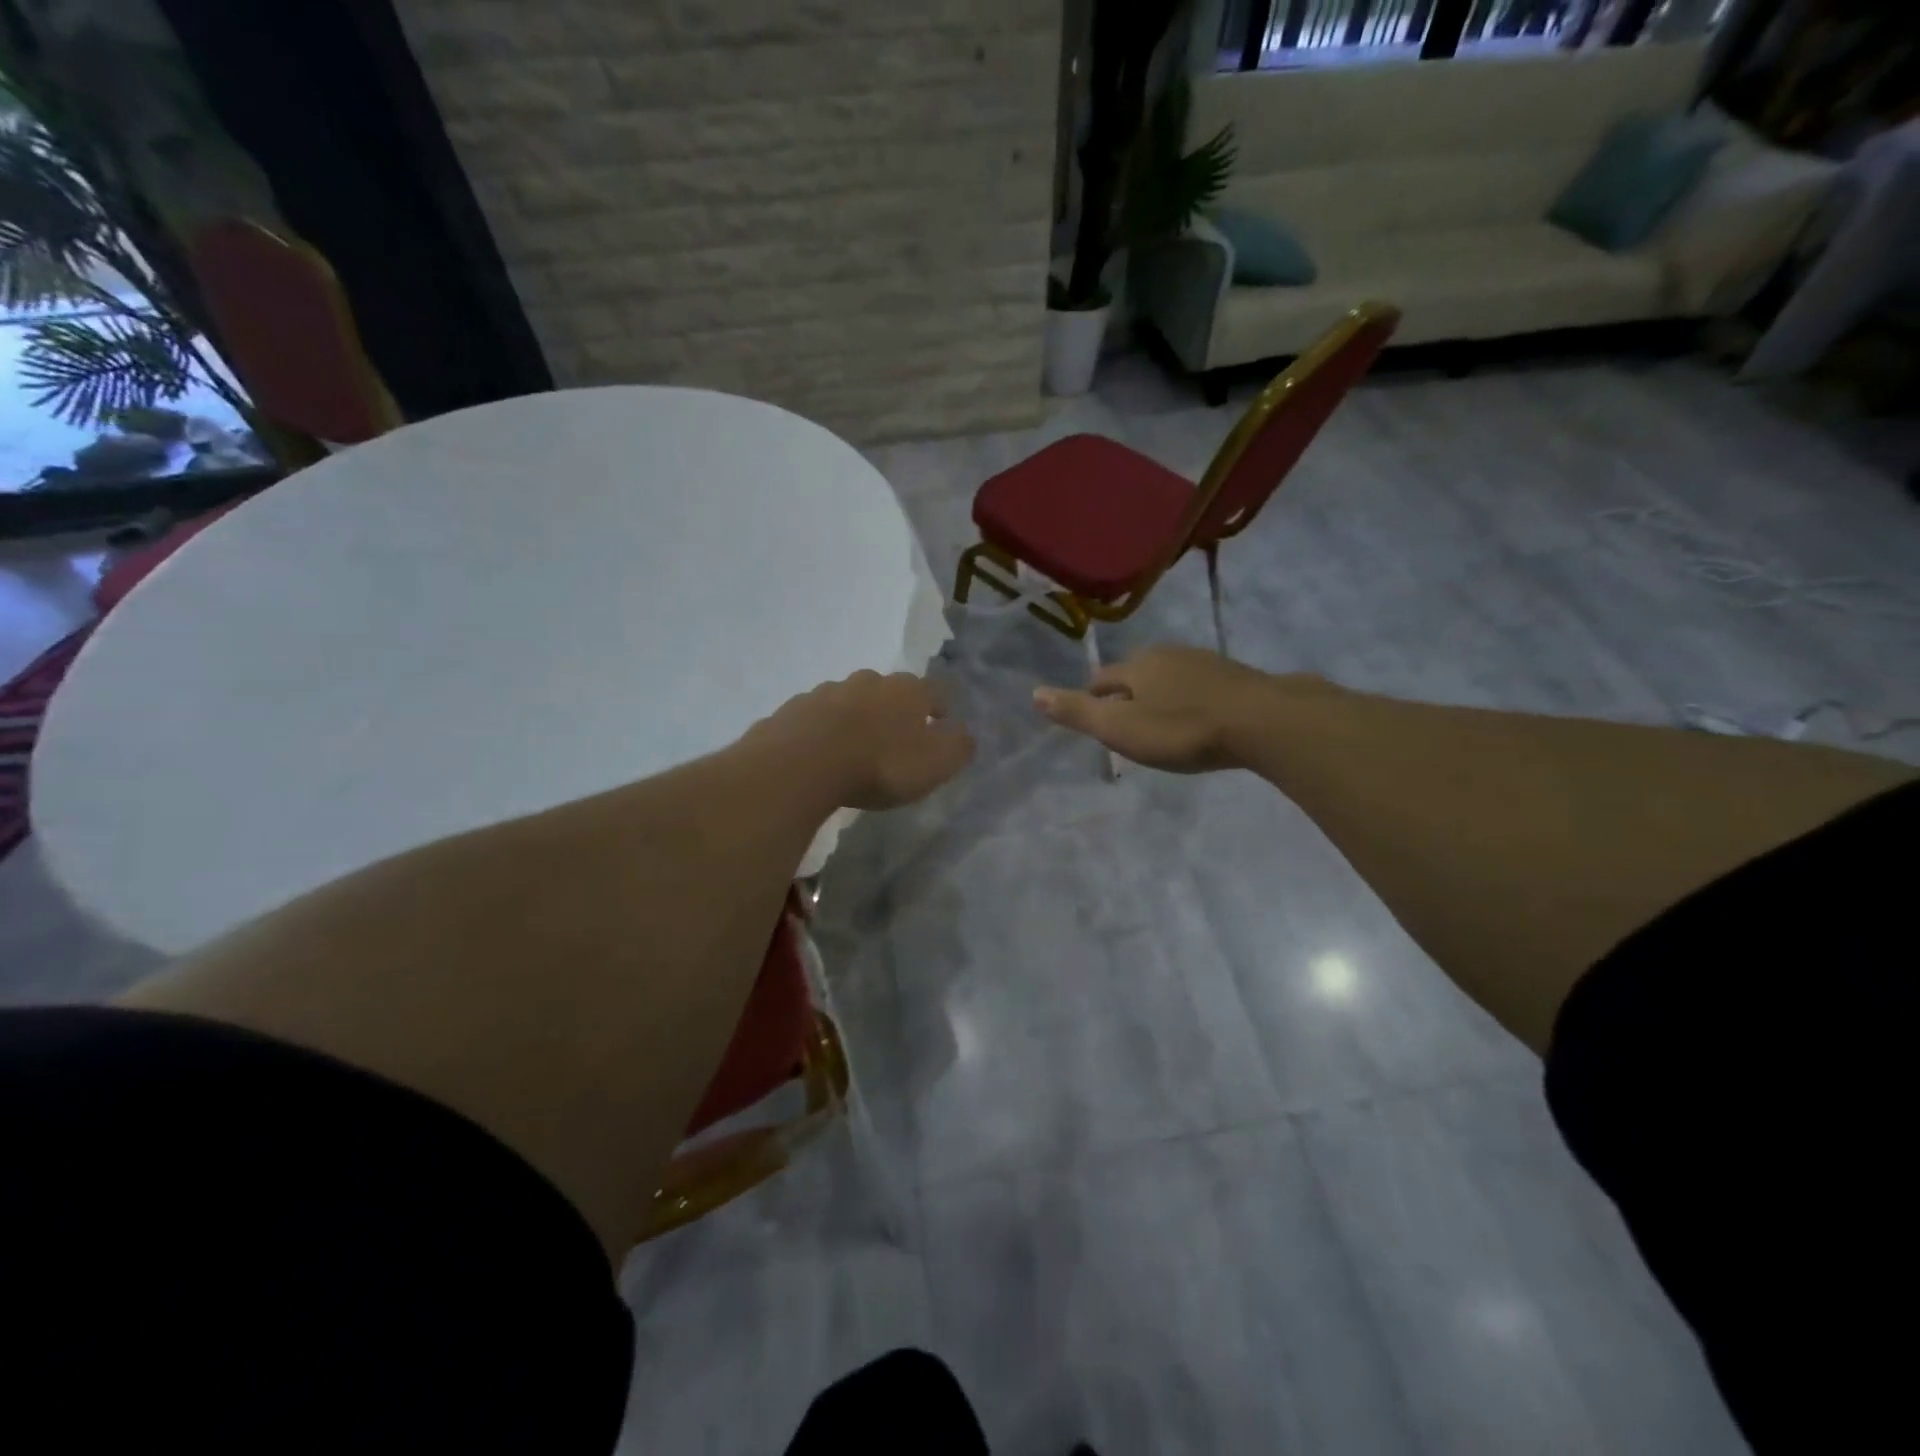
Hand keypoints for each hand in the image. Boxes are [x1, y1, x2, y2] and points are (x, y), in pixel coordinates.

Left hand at [745, 670, 974, 810]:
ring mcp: (827, 691)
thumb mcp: (935, 764)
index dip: (940, 708)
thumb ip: (957, 747)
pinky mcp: (794, 709)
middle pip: (889, 691)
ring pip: (850, 700)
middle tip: (895, 738)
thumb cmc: (880, 764)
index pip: (934, 691)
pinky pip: (816, 717)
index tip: (941, 725)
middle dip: (894, 710)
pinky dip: (823, 730)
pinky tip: (821, 752)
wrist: (802, 764)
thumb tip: (964, 733)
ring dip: (856, 718)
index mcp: (907, 690)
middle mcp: (868, 681)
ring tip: (855, 747)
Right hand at [1033, 645, 1308, 772]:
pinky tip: (1200, 717)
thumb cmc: (1183, 729)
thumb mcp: (1121, 729)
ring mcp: (1206, 661)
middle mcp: (1168, 654)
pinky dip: (1191, 698)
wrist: (1263, 721)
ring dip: (1161, 694)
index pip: (1102, 678)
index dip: (1093, 697)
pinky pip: (1200, 684)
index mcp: (1137, 666)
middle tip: (1127, 722)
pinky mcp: (1236, 675)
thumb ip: (1078, 713)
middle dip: (1128, 694)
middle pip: (1136, 672)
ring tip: (1162, 721)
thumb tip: (1034, 693)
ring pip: (1170, 676)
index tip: (1095, 718)